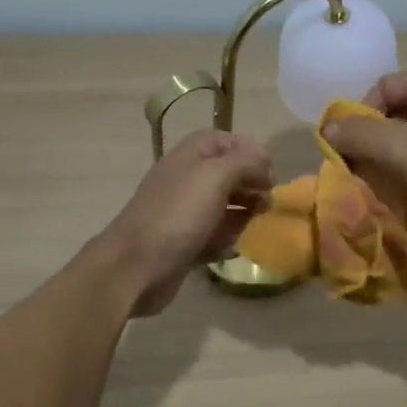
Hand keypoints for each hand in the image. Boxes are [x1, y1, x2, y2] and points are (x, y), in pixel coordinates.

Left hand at [96, 130, 272, 315]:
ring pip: (224, 207)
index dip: (249, 152)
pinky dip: (227, 240)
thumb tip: (265, 165)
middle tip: (267, 202)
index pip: (224, 141)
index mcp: (190, 157)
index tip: (269, 173)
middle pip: (228, 174)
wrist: (136, 266)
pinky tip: (233, 248)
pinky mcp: (185, 243)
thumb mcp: (216, 176)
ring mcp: (185, 213)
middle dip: (251, 185)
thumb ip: (245, 163)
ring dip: (244, 214)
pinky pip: (215, 236)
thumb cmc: (178, 214)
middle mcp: (187, 180)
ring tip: (256, 225)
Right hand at [319, 70, 406, 237]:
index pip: (382, 86)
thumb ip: (359, 134)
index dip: (360, 113)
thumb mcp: (400, 148)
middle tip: (361, 166)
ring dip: (391, 155)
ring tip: (381, 180)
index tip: (351, 146)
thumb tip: (327, 128)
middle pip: (396, 109)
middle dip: (373, 137)